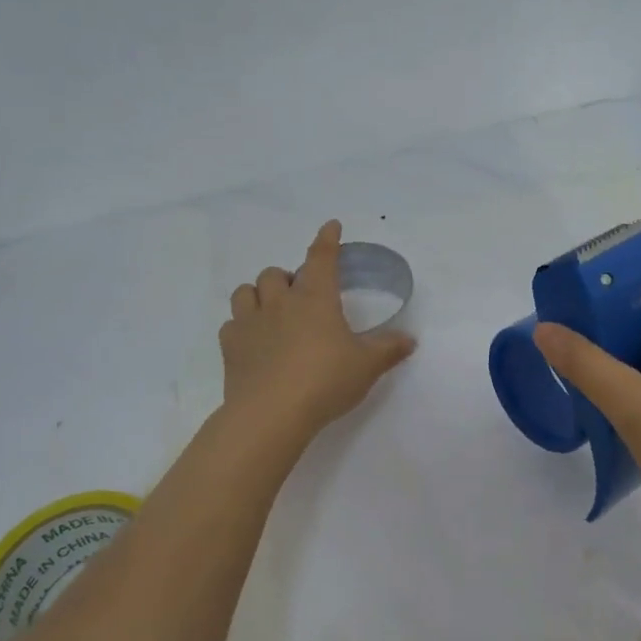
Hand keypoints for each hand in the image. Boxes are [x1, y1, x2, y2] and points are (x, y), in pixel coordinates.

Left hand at [220, 220, 416, 441]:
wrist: (271, 414)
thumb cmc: (325, 381)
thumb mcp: (367, 366)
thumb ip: (388, 349)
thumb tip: (410, 339)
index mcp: (315, 299)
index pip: (321, 258)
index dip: (327, 240)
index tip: (330, 226)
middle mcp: (280, 302)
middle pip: (276, 273)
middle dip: (288, 278)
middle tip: (301, 297)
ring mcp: (250, 323)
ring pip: (246, 291)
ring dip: (259, 294)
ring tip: (271, 310)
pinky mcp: (230, 347)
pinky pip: (231, 324)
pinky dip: (242, 326)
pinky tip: (253, 340)